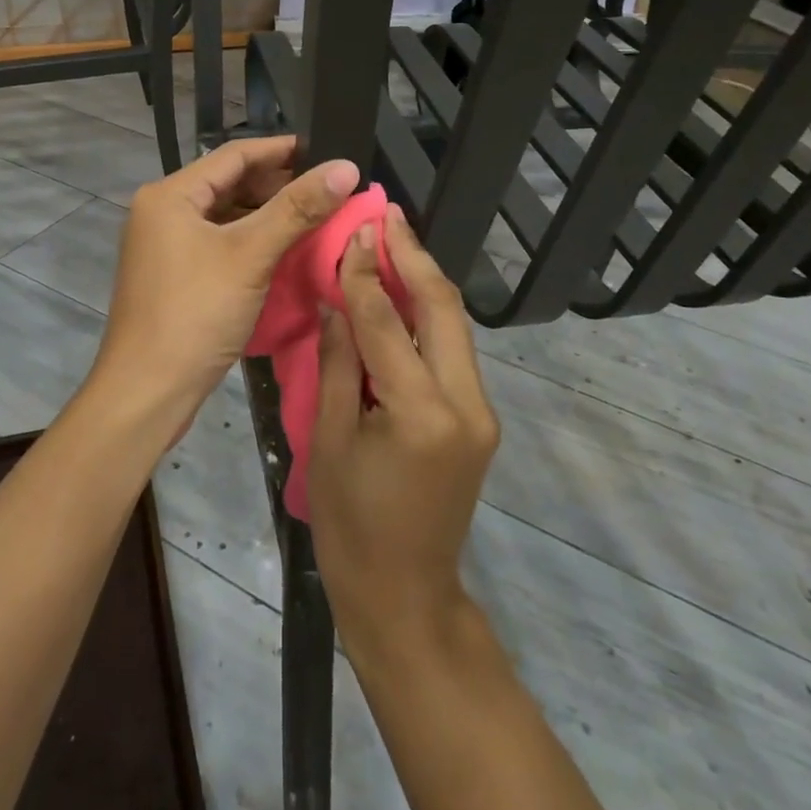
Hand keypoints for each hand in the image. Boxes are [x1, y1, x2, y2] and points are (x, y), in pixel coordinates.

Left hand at [88, 136, 358, 437]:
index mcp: (170, 195)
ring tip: (317, 217)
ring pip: (226, 216)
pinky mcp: (175, 276)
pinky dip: (253, 242)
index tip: (328, 151)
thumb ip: (297, 208)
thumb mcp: (250, 255)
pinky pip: (220, 244)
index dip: (283, 150)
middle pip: (230, 184)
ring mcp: (166, 246)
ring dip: (268, 215)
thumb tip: (346, 167)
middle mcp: (163, 212)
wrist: (146, 393)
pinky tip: (287, 251)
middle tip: (330, 190)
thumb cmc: (195, 314)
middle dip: (279, 185)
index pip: (234, 155)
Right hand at [307, 206, 499, 658]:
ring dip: (424, 279)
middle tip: (386, 213)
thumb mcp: (330, 440)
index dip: (366, 271)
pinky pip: (452, 350)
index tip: (354, 227)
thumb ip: (339, 362)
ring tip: (393, 238)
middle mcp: (465, 403)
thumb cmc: (352, 525)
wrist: (405, 596)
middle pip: (444, 308)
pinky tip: (403, 291)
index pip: (389, 322)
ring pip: (455, 325)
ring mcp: (481, 411)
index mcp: (420, 413)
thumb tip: (338, 299)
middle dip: (413, 256)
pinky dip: (428, 314)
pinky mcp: (479, 418)